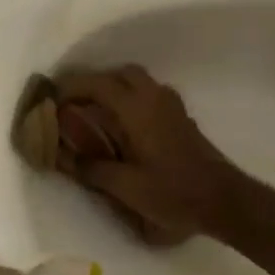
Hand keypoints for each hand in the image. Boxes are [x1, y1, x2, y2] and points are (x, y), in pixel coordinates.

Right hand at [54, 66, 245, 243]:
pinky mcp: (181, 119)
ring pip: (137, 83)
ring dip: (114, 91)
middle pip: (120, 74)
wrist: (223, 200)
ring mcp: (172, 107)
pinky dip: (130, 101)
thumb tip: (64, 158)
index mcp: (138, 109)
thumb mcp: (126, 186)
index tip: (51, 100)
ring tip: (93, 115)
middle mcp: (155, 98)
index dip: (71, 88)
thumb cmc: (173, 193)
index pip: (97, 84)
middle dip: (94, 84)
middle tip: (73, 104)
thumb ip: (92, 168)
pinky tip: (122, 128)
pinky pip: (149, 96)